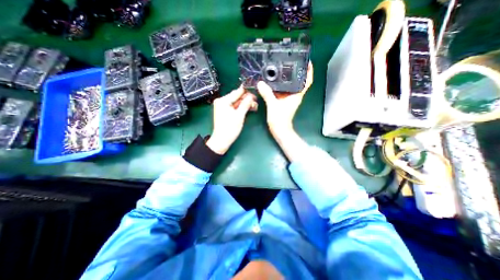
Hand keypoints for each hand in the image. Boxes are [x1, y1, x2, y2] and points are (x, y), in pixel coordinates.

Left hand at [205, 86, 257, 153]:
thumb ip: (245, 104)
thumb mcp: (239, 115)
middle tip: (256, 102)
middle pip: (237, 97)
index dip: (247, 92)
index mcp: (223, 101)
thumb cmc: (229, 129)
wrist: (222, 140)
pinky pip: (235, 107)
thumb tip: (251, 96)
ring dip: (245, 104)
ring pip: (237, 102)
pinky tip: (249, 108)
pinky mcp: (225, 112)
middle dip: (247, 99)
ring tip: (254, 106)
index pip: (237, 92)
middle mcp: (222, 102)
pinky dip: (241, 108)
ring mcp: (223, 107)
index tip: (255, 93)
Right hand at [257, 63, 311, 138]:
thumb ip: (267, 94)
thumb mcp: (273, 105)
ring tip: (282, 67)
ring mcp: (289, 98)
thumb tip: (260, 83)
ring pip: (291, 85)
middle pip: (299, 81)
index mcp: (297, 95)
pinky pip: (284, 90)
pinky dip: (280, 85)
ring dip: (288, 77)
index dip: (309, 71)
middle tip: (292, 60)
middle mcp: (295, 95)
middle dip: (297, 71)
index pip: (307, 81)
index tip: (307, 61)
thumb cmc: (280, 119)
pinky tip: (274, 81)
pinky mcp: (284, 101)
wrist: (279, 130)